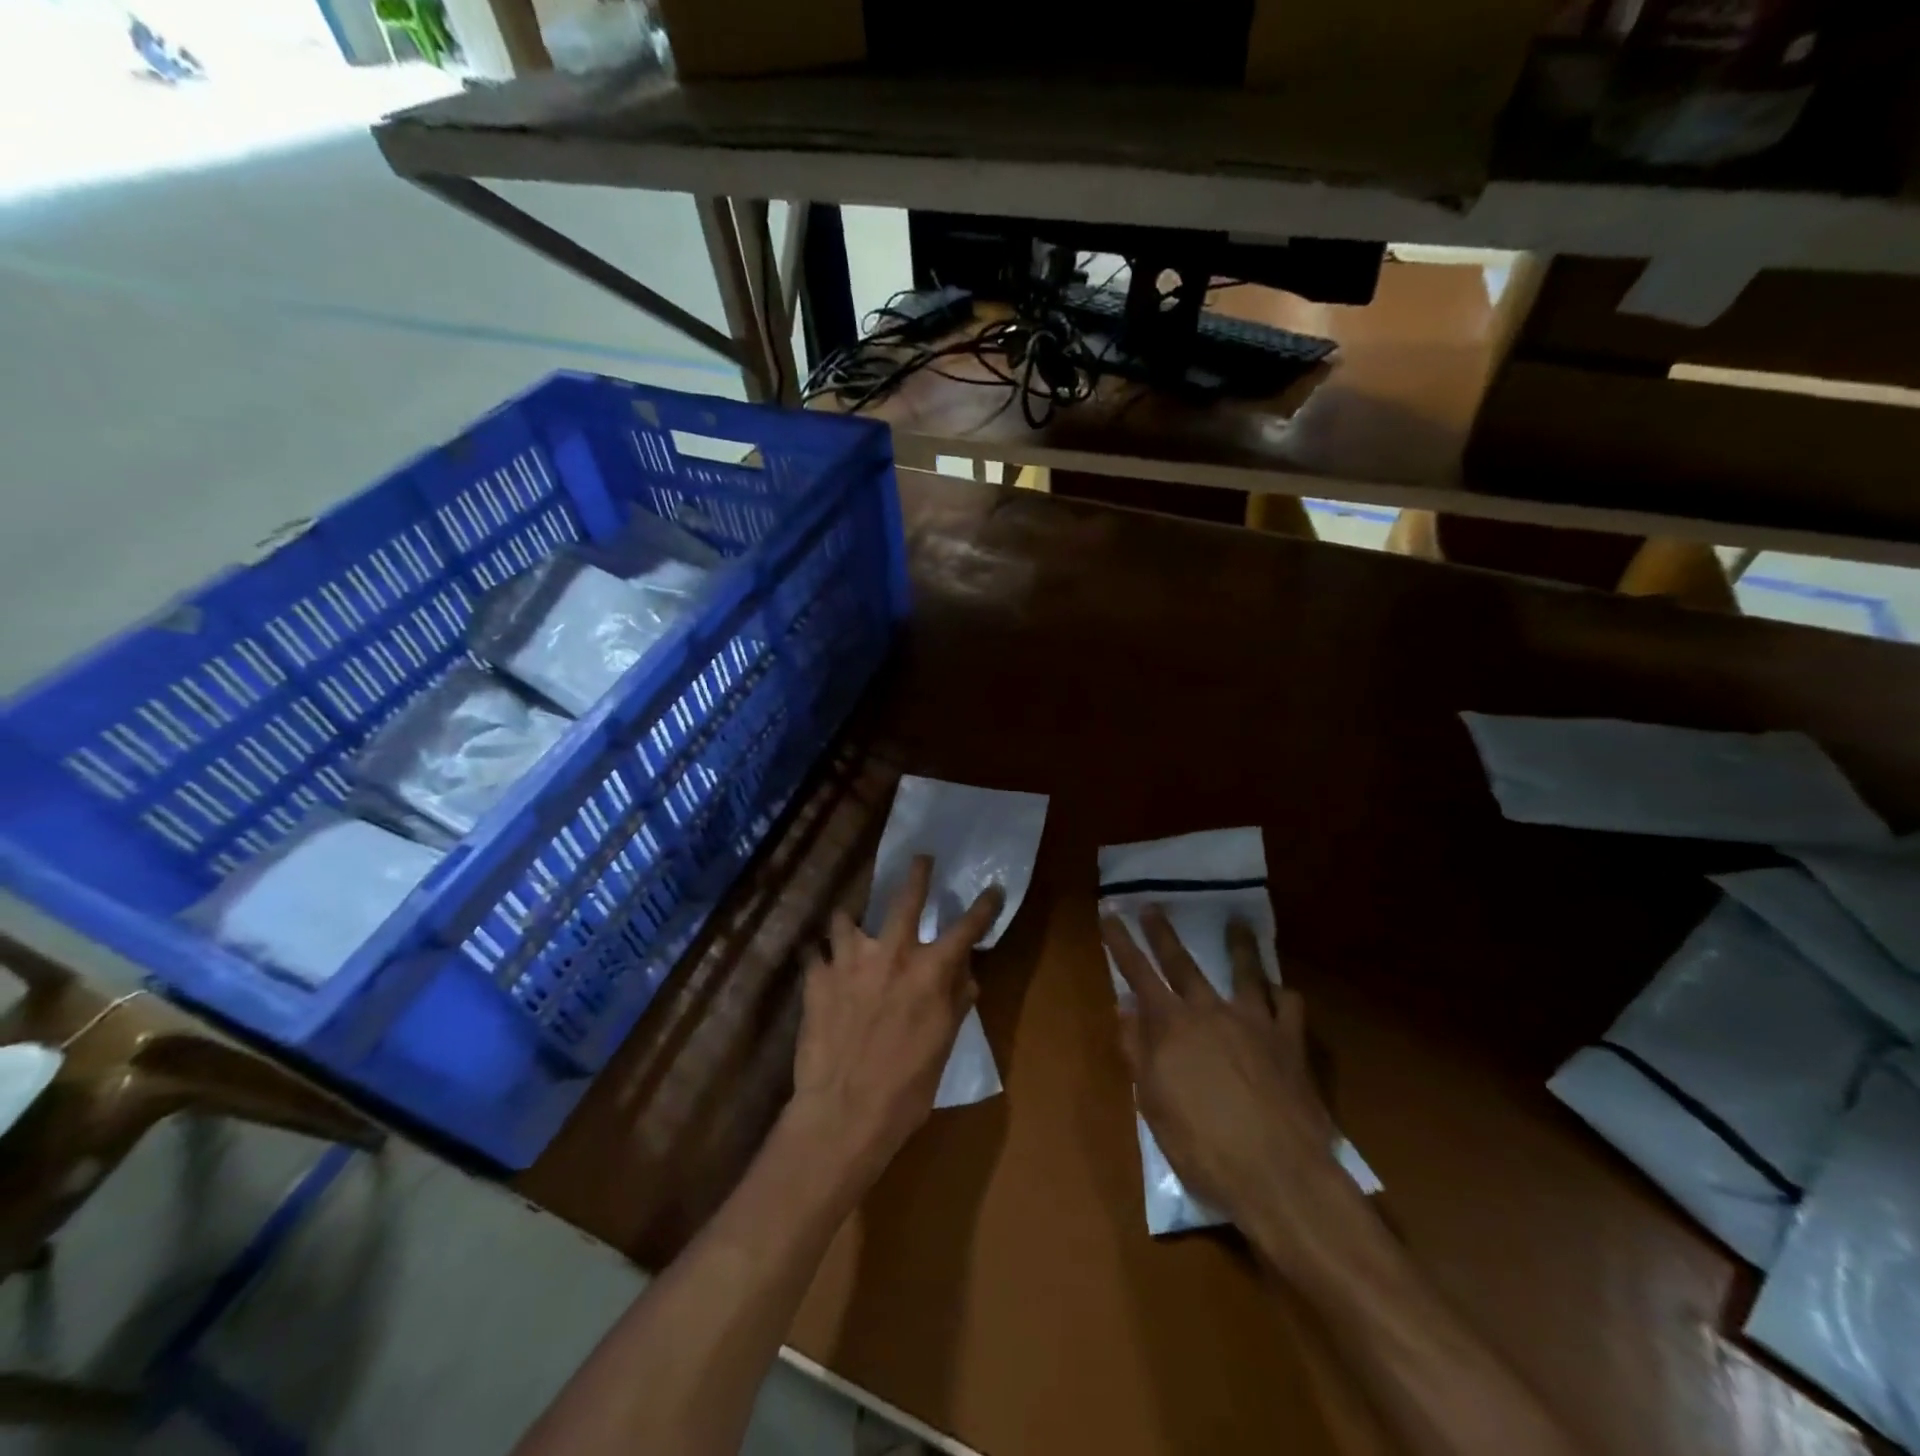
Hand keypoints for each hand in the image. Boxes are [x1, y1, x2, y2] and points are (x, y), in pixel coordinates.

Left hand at [787, 855, 1003, 1187]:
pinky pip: (815, 955)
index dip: (983, 907)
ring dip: (850, 921)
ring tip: (849, 925)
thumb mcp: (942, 1046)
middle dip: (916, 874)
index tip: (993, 889)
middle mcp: (890, 954)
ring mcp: (849, 961)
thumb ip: (954, 1002)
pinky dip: (821, 959)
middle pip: (905, 898)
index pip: (965, 929)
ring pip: (845, 918)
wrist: (843, 1113)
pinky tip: (820, 970)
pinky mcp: (816, 978)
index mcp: (929, 972)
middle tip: (921, 859)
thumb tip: (966, 976)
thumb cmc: (906, 1088)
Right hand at [1102, 907, 1359, 1254]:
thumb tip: (1124, 1008)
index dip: (1121, 943)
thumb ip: (1137, 1051)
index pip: (1138, 974)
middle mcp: (1211, 1012)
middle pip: (1183, 963)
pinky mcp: (1291, 1042)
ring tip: (1237, 923)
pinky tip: (1281, 990)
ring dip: (1238, 945)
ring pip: (1246, 971)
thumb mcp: (1153, 1103)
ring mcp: (1255, 1022)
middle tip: (1152, 906)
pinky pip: (1290, 1005)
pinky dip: (1283, 993)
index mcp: (1172, 1026)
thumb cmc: (1203, 1146)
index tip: (1109, 914)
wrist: (1278, 1175)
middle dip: (1162, 933)